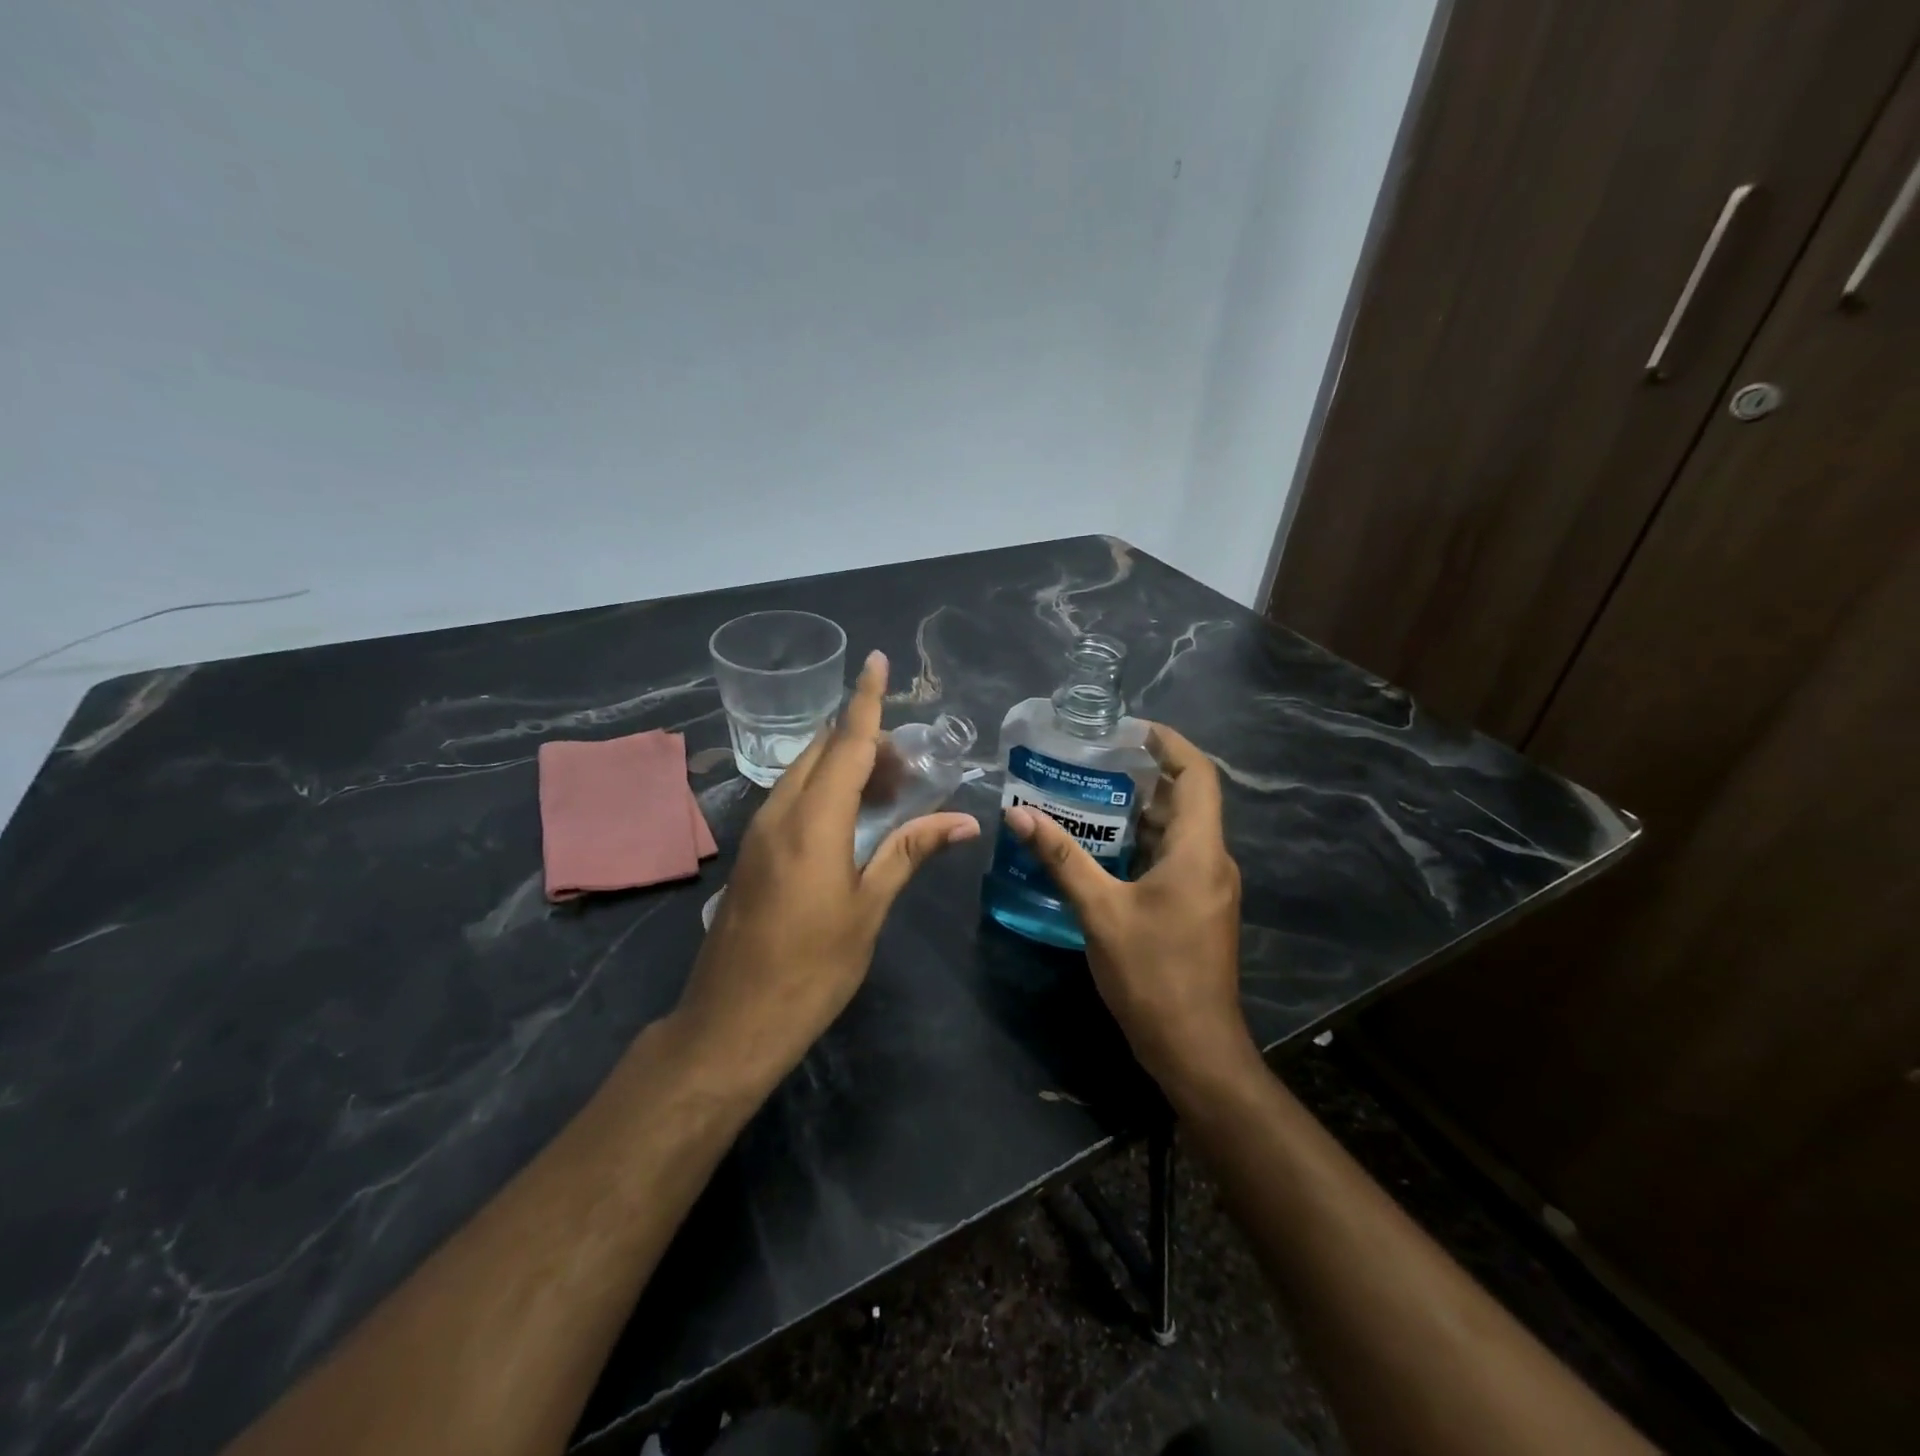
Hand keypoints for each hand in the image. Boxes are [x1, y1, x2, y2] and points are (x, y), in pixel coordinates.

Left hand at [674, 650, 979, 1092]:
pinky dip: (825, 790)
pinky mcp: (753, 853)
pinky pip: (792, 799)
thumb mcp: (868, 909)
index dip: (866, 700)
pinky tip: (852, 815)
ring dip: (845, 765)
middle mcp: (779, 813)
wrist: (731, 1022)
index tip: (877, 661)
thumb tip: (962, 819)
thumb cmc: (811, 968)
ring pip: (805, 773)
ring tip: (891, 787)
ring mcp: (759, 832)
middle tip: (910, 760)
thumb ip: (910, 852)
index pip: (847, 744)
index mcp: (812, 821)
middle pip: (824, 752)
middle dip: (865, 739)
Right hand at [1003, 724, 1253, 1095]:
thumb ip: (1062, 859)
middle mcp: (1213, 860)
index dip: (1170, 743)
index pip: (1197, 775)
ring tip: (1088, 796)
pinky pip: (1175, 858)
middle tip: (1093, 761)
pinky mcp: (1199, 907)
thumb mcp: (1100, 911)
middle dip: (1144, 776)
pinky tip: (1103, 848)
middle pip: (1186, 799)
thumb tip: (1020, 815)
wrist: (1194, 1048)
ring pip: (1179, 831)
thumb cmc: (1152, 974)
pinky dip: (1143, 843)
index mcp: (1199, 851)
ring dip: (1140, 812)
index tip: (1131, 729)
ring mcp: (1209, 886)